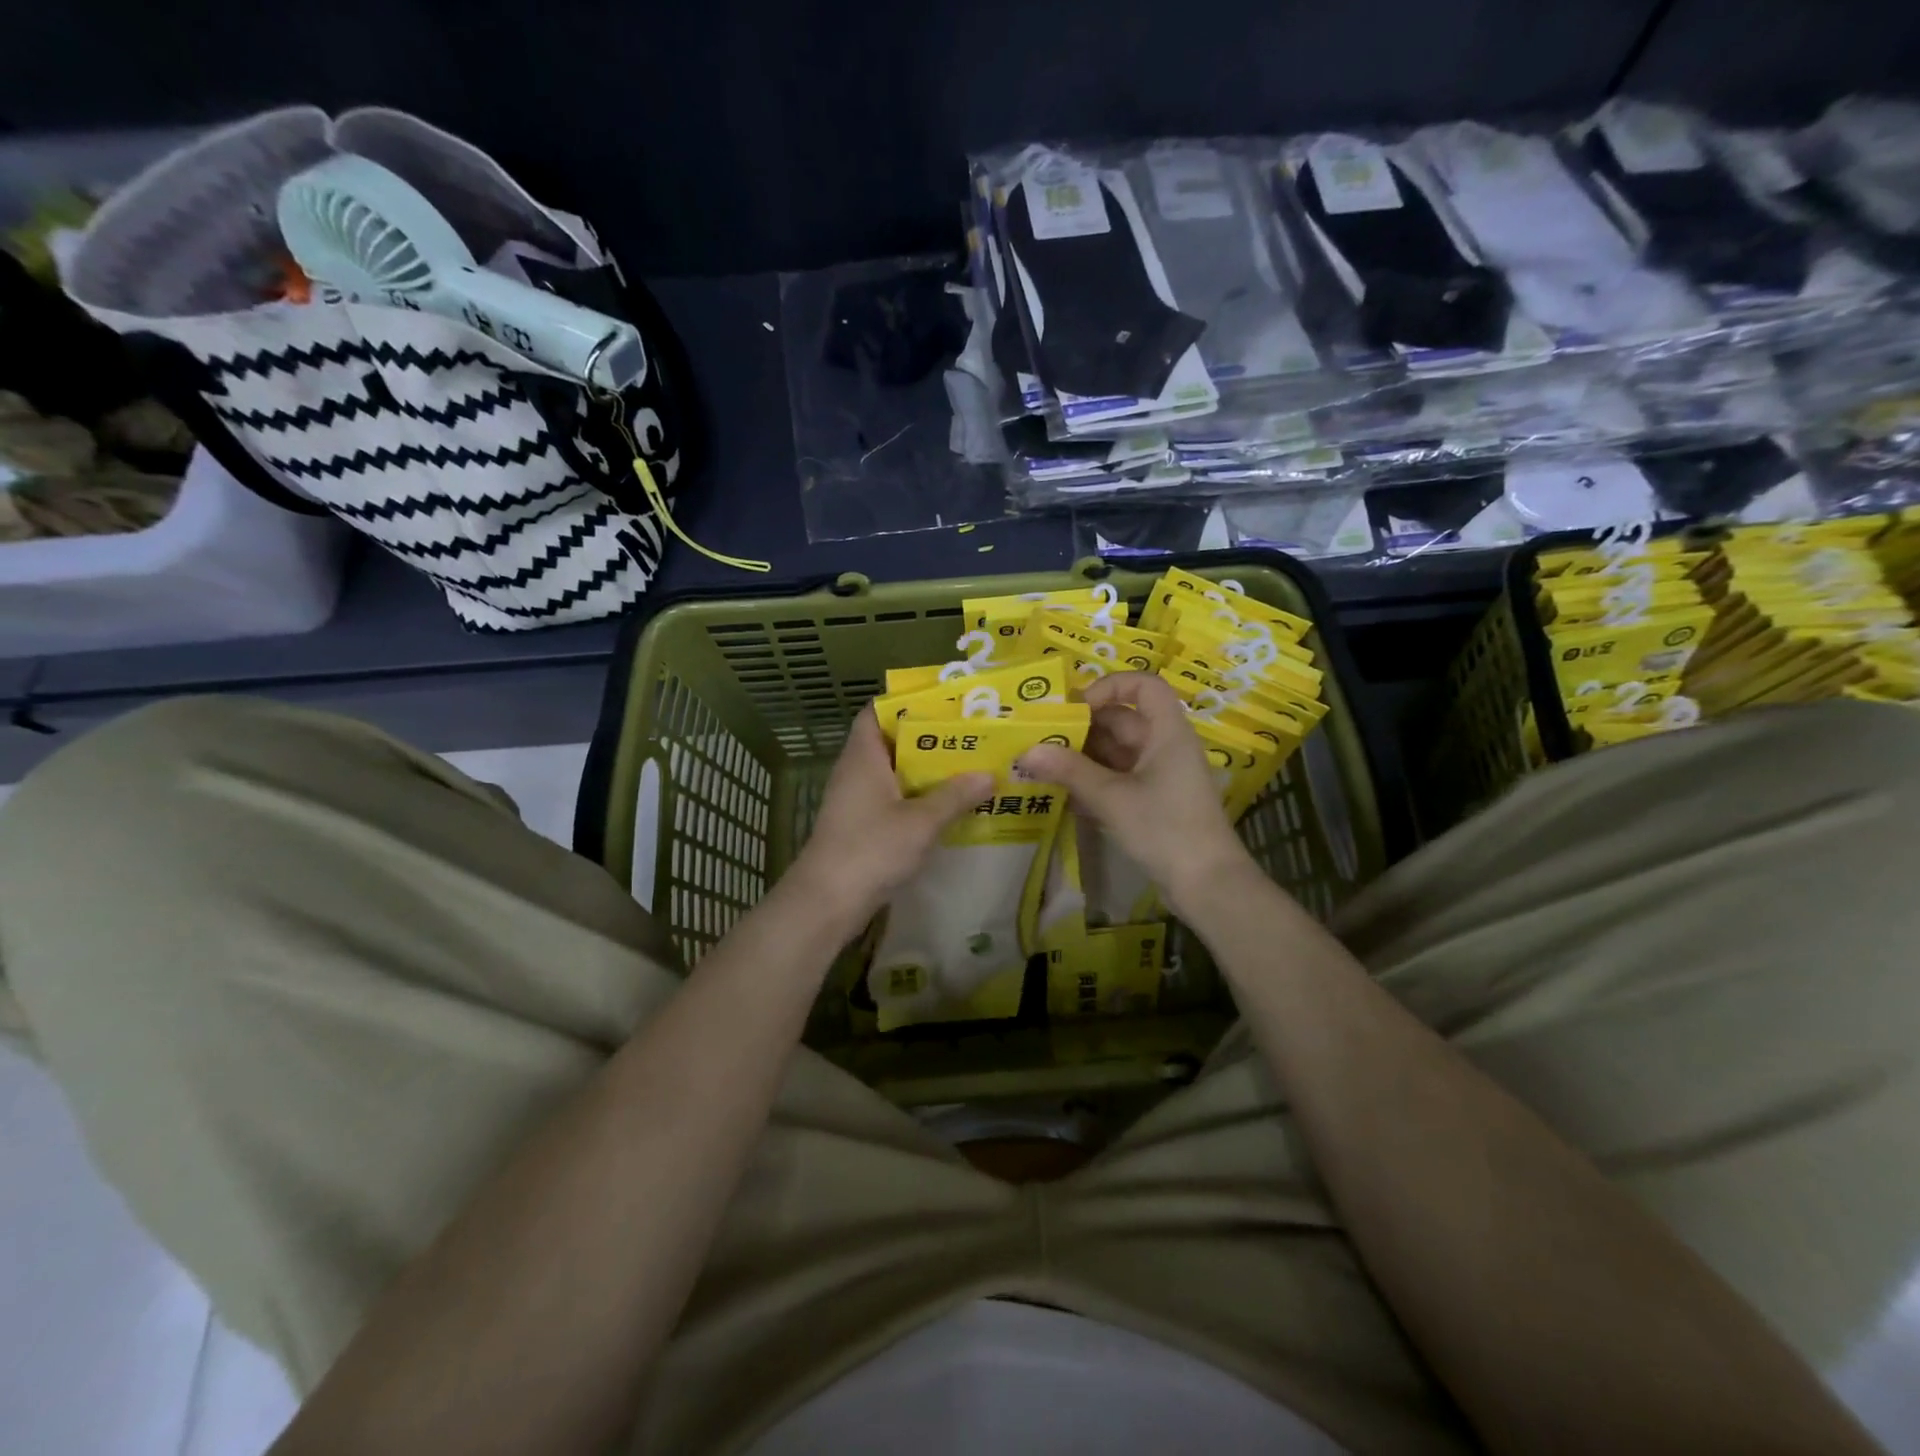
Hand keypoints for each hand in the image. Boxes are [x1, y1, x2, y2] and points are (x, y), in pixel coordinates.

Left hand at [783, 708, 992, 930]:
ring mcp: (856, 799)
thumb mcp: (921, 821)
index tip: (944, 703)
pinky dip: (918, 797)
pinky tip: (948, 805)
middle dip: (929, 738)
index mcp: (864, 756)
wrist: (827, 902)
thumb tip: (989, 775)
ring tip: (968, 766)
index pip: (877, 711)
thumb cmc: (871, 849)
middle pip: (892, 741)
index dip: (906, 703)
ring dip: (926, 771)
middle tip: (969, 735)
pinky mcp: (861, 825)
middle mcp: (856, 771)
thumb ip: (955, 796)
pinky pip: (893, 799)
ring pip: (895, 773)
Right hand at [1017, 672, 1253, 917]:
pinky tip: (1065, 793)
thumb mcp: (1113, 798)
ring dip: (1083, 755)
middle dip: (1083, 726)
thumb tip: (1027, 751)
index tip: (1076, 708)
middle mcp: (1165, 745)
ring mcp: (1161, 774)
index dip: (1109, 686)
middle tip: (1042, 738)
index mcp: (1167, 731)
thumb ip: (1070, 771)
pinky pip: (1119, 777)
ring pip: (1117, 751)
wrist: (1207, 884)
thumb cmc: (1165, 829)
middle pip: (1123, 719)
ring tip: (1045, 765)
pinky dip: (1094, 779)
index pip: (1143, 684)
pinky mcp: (1154, 800)